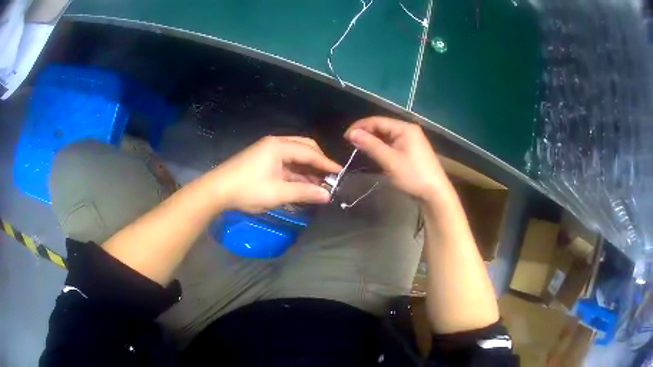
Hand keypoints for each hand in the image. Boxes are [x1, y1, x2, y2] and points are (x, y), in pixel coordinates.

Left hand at [205, 136, 341, 212]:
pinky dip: (295, 172)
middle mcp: (275, 143)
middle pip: (304, 148)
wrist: (217, 190)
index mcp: (279, 146)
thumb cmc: (248, 189)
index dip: (326, 163)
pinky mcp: (262, 160)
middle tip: (330, 177)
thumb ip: (304, 192)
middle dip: (318, 162)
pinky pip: (285, 162)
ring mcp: (267, 151)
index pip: (310, 152)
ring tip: (319, 184)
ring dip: (307, 169)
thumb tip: (327, 195)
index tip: (340, 173)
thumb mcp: (278, 193)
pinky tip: (302, 184)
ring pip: (294, 156)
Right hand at [345, 117, 453, 203]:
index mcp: (404, 128)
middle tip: (350, 144)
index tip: (345, 137)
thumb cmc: (413, 175)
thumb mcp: (389, 160)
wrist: (435, 193)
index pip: (377, 121)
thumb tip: (352, 133)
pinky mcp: (412, 150)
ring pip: (387, 136)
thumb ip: (371, 145)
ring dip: (373, 140)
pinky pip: (392, 143)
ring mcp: (411, 140)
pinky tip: (374, 153)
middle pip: (382, 126)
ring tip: (358, 148)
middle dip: (366, 133)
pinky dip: (381, 147)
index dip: (360, 127)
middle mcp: (408, 130)